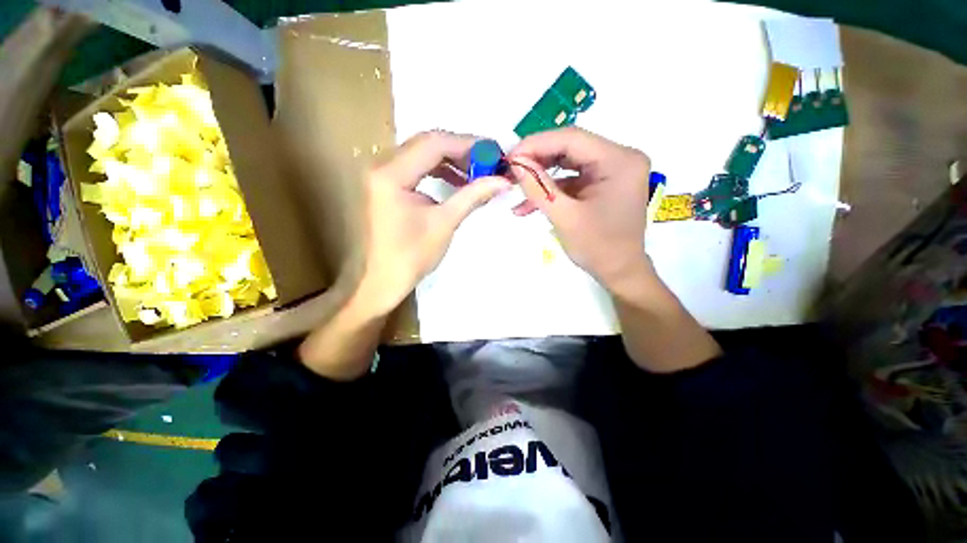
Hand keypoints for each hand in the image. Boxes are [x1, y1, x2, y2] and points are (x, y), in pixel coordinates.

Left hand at [356, 131, 509, 315]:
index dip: (468, 144)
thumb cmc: (412, 256)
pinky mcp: (385, 185)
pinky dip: (438, 171)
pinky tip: (456, 182)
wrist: (382, 281)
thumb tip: (503, 181)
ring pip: (422, 154)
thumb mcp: (445, 222)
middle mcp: (381, 165)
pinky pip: (416, 168)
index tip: (494, 153)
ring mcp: (381, 174)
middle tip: (488, 162)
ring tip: (476, 173)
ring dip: (451, 161)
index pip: (434, 143)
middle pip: (426, 144)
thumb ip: (473, 195)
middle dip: (461, 151)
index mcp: (391, 174)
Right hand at [509, 127, 652, 289]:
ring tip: (515, 188)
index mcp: (619, 161)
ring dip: (541, 177)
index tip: (509, 157)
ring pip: (567, 163)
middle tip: (509, 170)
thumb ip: (538, 187)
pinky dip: (551, 190)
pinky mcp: (602, 183)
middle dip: (536, 160)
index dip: (536, 144)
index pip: (572, 139)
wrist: (619, 272)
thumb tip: (515, 162)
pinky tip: (528, 204)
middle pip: (570, 148)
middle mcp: (620, 158)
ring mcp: (611, 170)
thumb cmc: (598, 248)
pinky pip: (571, 179)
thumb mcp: (564, 217)